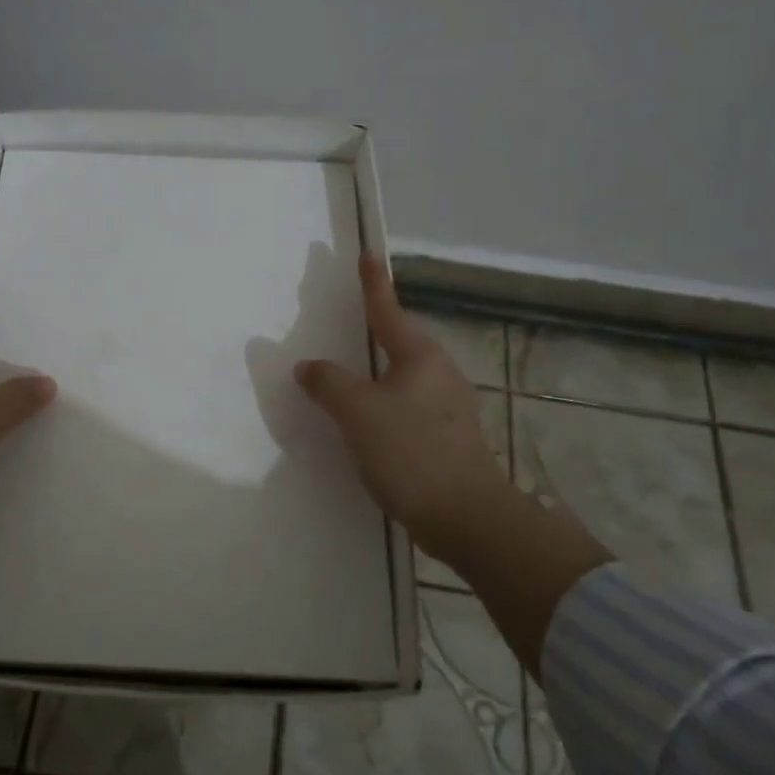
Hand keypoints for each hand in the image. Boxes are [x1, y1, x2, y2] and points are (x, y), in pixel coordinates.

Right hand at [294, 255, 513, 556]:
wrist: (466, 518)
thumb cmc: (411, 453)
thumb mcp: (358, 412)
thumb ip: (328, 384)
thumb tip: (309, 366)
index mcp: (420, 357)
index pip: (388, 310)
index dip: (373, 284)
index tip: (368, 255)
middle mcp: (440, 374)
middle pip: (400, 342)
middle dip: (375, 329)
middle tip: (348, 319)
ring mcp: (449, 407)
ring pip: (403, 377)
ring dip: (377, 371)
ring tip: (350, 374)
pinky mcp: (448, 438)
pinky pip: (407, 406)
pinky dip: (383, 402)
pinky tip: (368, 421)